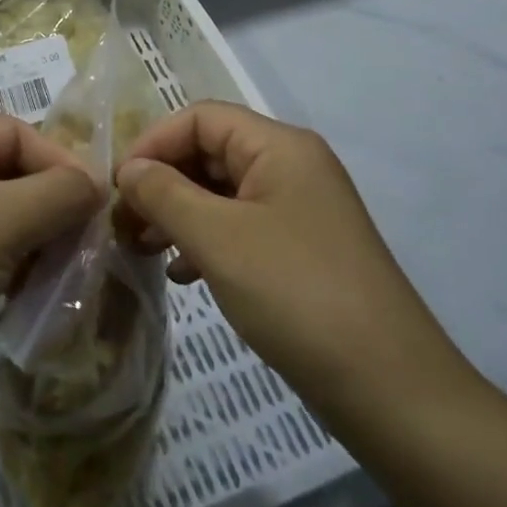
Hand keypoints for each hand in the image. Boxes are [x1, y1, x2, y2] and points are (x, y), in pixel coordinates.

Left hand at [0, 116, 101, 401]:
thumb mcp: (2, 220)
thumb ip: (60, 193)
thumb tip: (97, 183)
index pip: (13, 132)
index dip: (58, 160)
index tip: (97, 201)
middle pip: (7, 174)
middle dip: (51, 205)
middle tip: (87, 241)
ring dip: (37, 239)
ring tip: (65, 271)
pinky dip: (12, 266)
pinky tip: (31, 293)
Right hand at [117, 102, 474, 414]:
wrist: (389, 388)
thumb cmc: (296, 295)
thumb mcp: (218, 239)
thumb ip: (165, 194)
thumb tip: (129, 169)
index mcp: (280, 146)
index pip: (201, 118)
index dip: (154, 143)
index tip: (117, 187)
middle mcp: (293, 166)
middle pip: (211, 152)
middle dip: (163, 182)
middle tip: (124, 224)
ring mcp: (300, 210)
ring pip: (223, 193)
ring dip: (179, 214)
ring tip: (144, 249)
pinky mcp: (301, 251)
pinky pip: (241, 228)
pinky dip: (206, 242)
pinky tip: (183, 275)